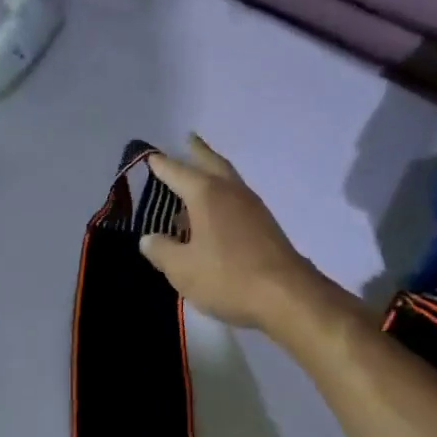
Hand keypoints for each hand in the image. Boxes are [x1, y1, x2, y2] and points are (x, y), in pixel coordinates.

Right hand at [140, 134, 324, 331]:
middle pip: (212, 164)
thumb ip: (162, 251)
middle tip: (188, 140)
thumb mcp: (182, 269)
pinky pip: (238, 201)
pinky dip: (223, 198)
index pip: (177, 172)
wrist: (286, 296)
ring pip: (229, 181)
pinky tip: (216, 215)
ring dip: (212, 174)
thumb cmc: (227, 277)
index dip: (161, 165)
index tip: (149, 156)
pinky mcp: (266, 226)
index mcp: (207, 195)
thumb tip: (149, 239)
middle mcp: (232, 192)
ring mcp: (253, 208)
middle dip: (198, 153)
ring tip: (197, 180)